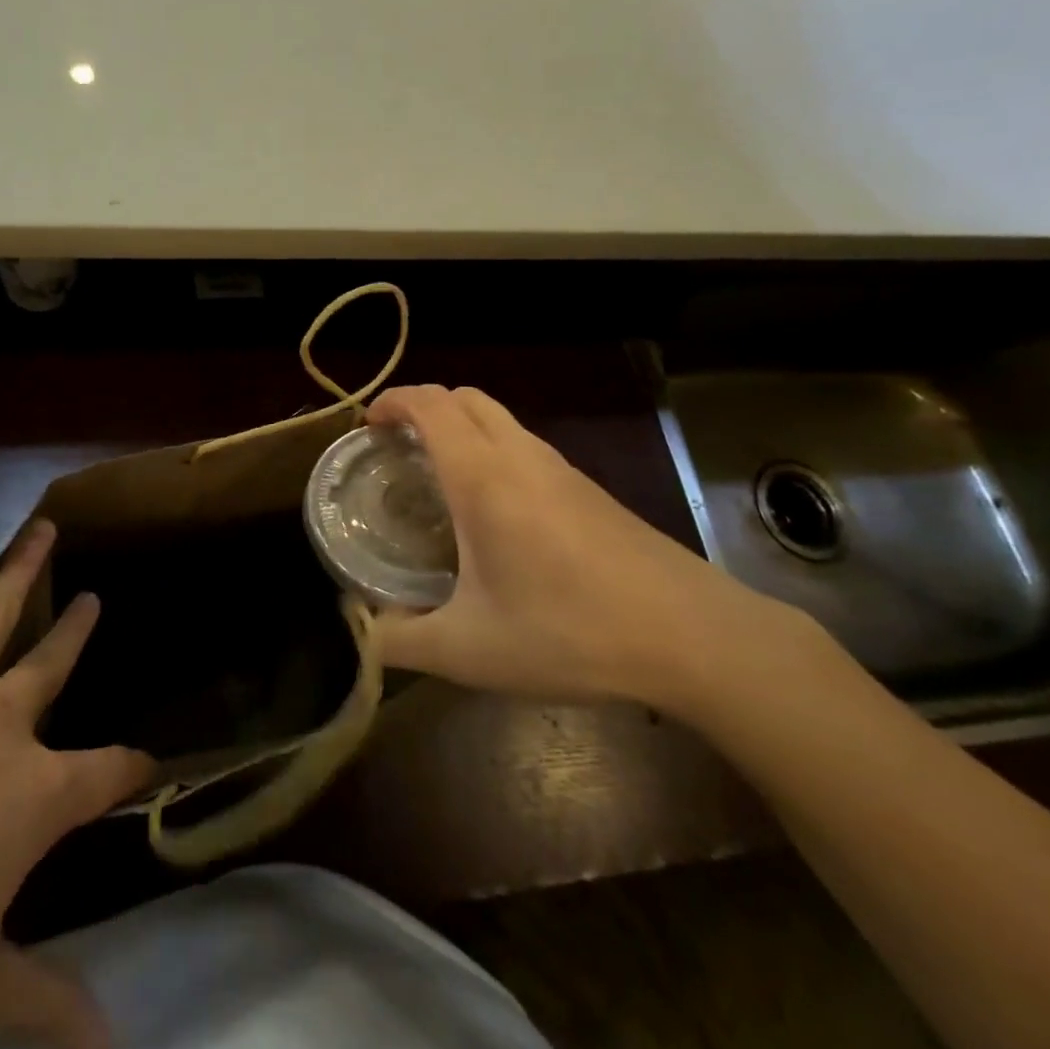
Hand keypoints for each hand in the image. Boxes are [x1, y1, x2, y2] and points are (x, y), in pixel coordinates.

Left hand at [0, 518, 151, 1048]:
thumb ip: (46, 1001)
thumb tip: (112, 1048)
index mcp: (35, 796)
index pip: (110, 770)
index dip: (132, 768)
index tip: (145, 765)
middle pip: (53, 666)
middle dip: (77, 632)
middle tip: (93, 600)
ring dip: (21, 569)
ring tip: (45, 529)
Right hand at [367, 385, 779, 709]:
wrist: (691, 635)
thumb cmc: (569, 630)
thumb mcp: (469, 650)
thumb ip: (400, 641)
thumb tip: (358, 633)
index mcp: (483, 476)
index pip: (430, 405)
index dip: (392, 401)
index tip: (366, 426)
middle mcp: (521, 456)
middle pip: (465, 398)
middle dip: (423, 407)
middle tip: (396, 447)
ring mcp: (561, 469)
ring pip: (500, 419)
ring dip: (461, 427)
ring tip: (437, 476)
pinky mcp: (588, 489)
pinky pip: (525, 445)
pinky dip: (492, 449)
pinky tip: (493, 510)